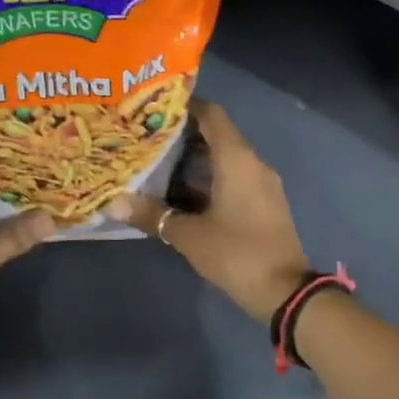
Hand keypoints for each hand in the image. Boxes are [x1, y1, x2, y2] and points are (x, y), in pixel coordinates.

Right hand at [106, 102, 309, 320]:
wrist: (285, 291)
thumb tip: (114, 203)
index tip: (156, 107)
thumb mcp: (189, 235)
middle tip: (148, 137)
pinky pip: (234, 178)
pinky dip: (209, 179)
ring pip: (225, 159)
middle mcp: (252, 163)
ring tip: (158, 163)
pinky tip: (181, 193)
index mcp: (237, 159)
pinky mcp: (264, 204)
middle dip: (184, 135)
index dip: (186, 106)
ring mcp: (262, 184)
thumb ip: (153, 215)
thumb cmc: (236, 253)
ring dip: (195, 160)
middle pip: (217, 135)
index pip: (212, 115)